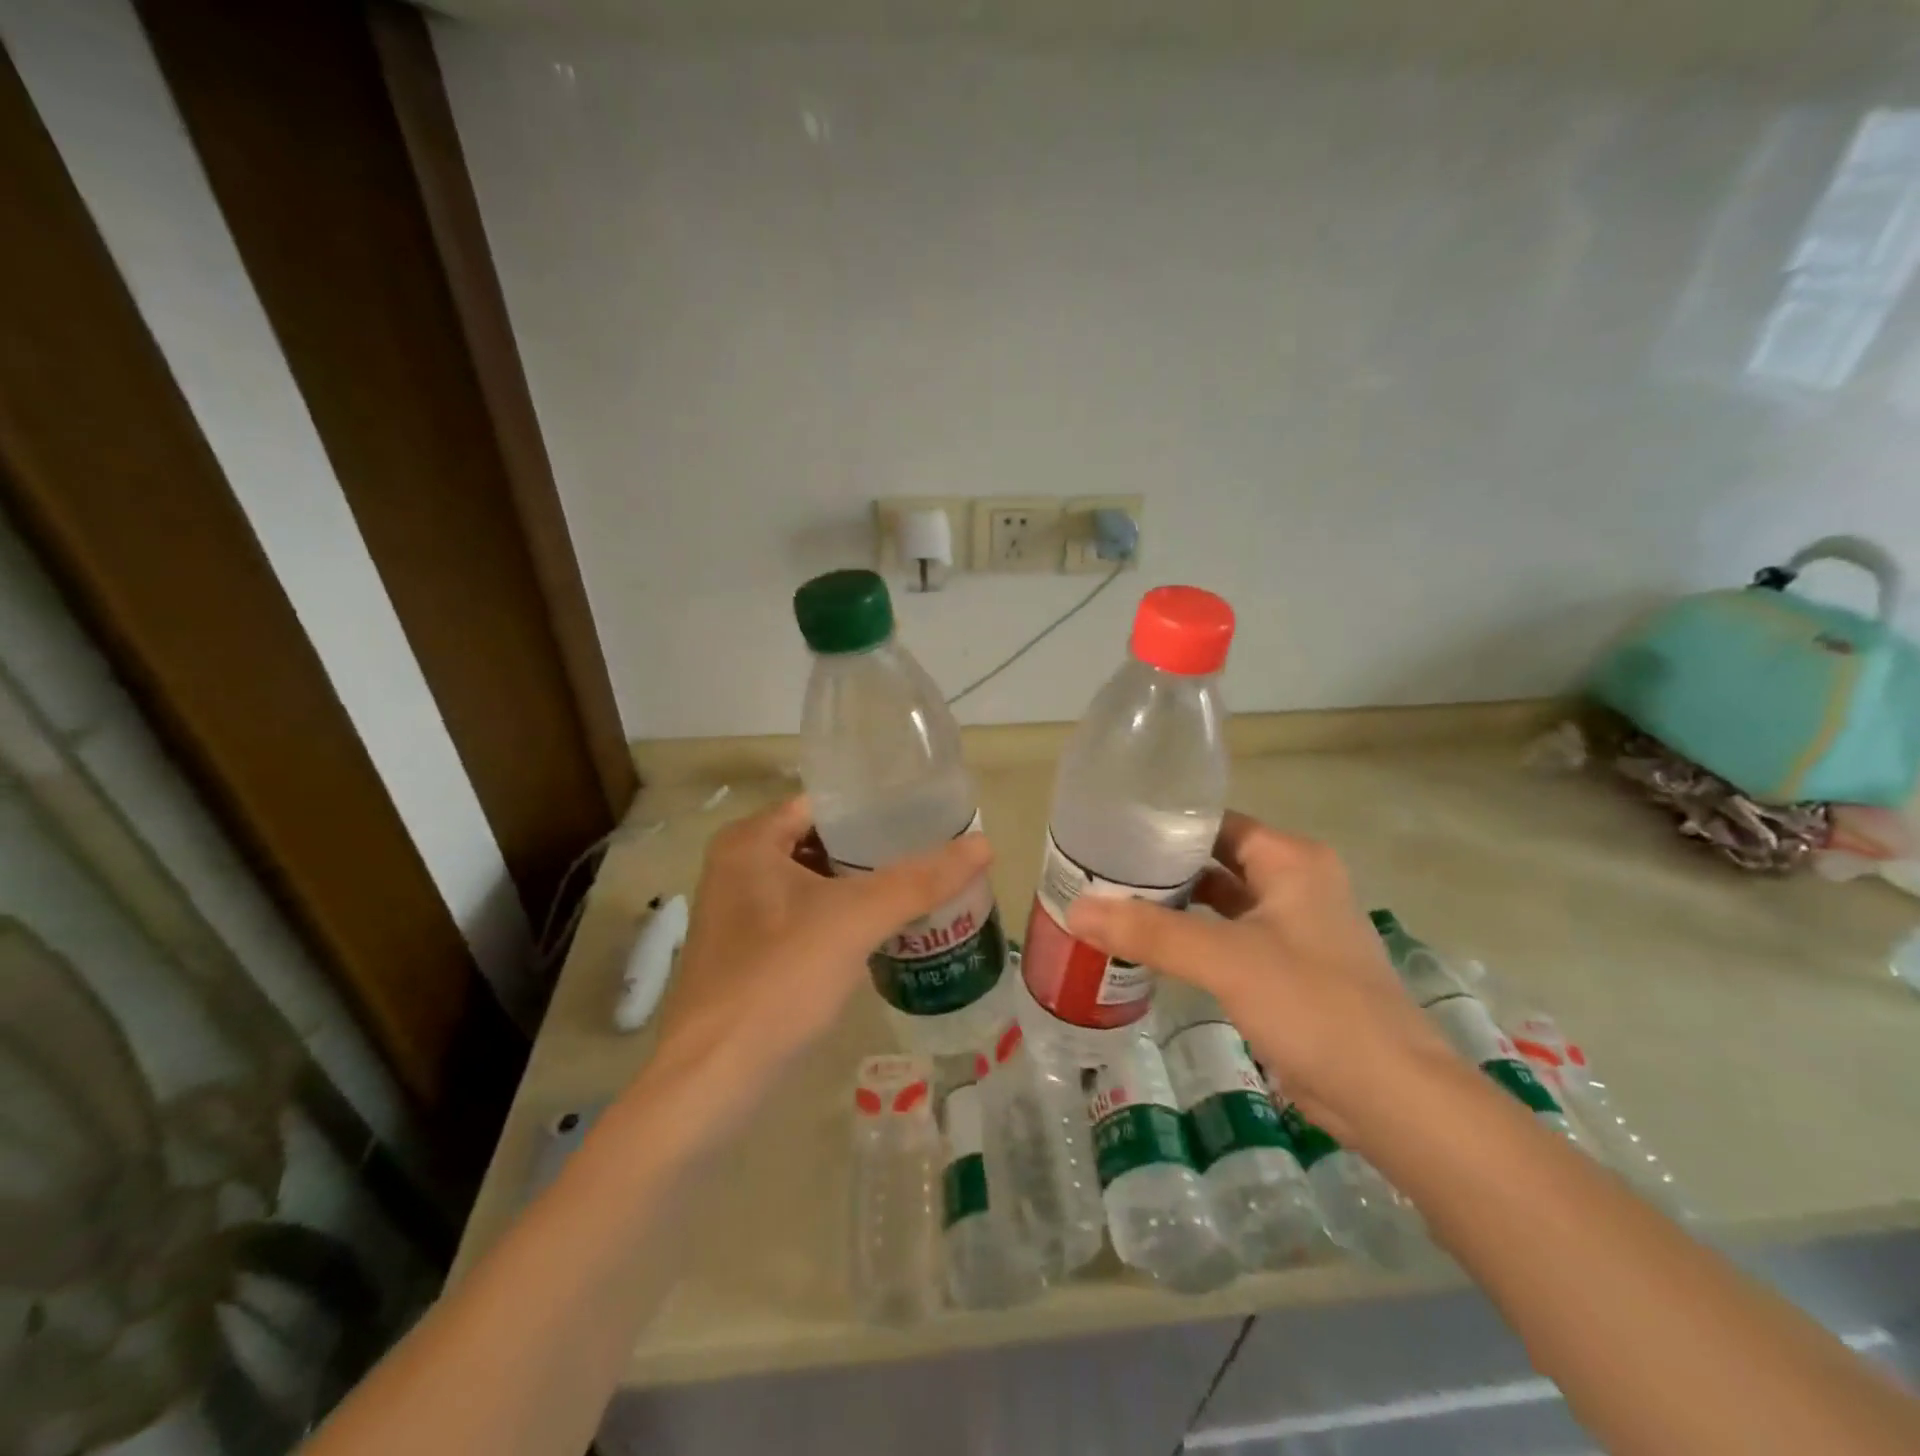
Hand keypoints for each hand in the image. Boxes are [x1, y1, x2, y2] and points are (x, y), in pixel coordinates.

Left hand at [633, 796, 991, 1147]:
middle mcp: (738, 867)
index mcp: (750, 841)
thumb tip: (984, 844)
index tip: (930, 815)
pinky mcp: (749, 953)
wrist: (712, 1081)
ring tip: (923, 887)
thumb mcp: (855, 921)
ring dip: (863, 887)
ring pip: (817, 883)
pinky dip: (844, 919)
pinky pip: (807, 918)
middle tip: (935, 853)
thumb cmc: (778, 981)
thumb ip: (920, 881)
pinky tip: (886, 931)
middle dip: (877, 850)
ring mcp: (740, 913)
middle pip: (824, 842)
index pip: (827, 803)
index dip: (878, 807)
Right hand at [1065, 811, 1443, 1141]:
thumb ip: (1149, 932)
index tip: (1108, 833)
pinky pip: (1227, 939)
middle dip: (1160, 868)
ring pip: (1219, 903)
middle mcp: (1294, 883)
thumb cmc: (1313, 1005)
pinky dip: (1191, 939)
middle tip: (1098, 871)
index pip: (1215, 823)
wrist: (1389, 1096)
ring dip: (1174, 905)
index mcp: (1290, 860)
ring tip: (1112, 904)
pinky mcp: (1285, 970)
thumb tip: (1077, 909)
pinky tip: (1149, 948)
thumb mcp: (1225, 959)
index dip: (1162, 826)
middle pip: (1214, 860)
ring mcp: (1291, 929)